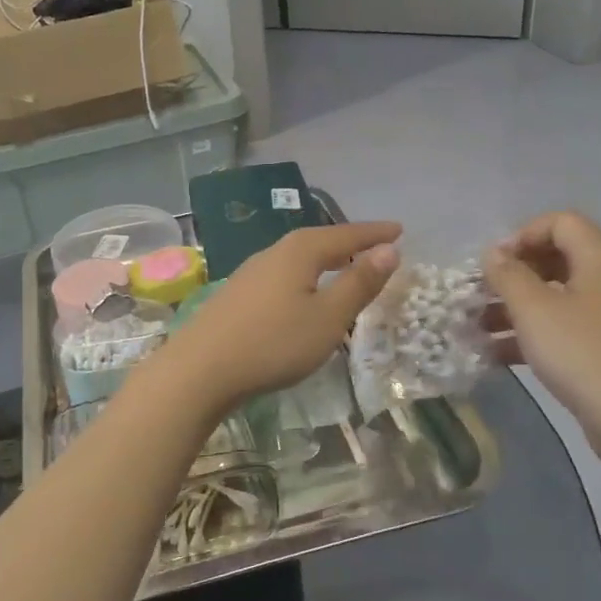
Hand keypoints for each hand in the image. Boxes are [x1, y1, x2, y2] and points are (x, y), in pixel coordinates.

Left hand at [161, 222, 400, 411]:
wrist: (200, 369)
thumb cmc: (273, 342)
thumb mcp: (328, 317)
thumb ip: (358, 283)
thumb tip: (389, 249)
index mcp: (299, 251)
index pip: (345, 234)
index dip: (374, 233)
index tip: (399, 230)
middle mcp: (273, 253)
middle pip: (318, 240)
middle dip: (348, 242)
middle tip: (374, 246)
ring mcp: (250, 273)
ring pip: (297, 257)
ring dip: (324, 259)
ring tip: (343, 265)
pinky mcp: (237, 295)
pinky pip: (282, 274)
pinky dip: (304, 275)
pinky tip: (301, 292)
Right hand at [483, 212, 600, 468]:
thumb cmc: (583, 353)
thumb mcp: (535, 311)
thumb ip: (508, 275)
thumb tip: (493, 254)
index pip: (561, 223)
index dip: (523, 235)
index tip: (494, 265)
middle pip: (557, 259)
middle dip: (513, 275)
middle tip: (481, 294)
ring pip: (557, 298)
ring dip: (516, 308)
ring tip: (477, 328)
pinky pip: (566, 329)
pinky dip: (533, 335)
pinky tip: (496, 355)